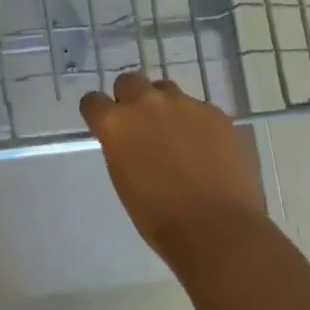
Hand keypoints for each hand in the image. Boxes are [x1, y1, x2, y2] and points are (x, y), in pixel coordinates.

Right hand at [80, 71, 267, 263]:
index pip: (92, 101)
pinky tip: (205, 149)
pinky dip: (196, 123)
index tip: (104, 124)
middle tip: (140, 124)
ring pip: (166, 90)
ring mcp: (184, 104)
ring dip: (164, 107)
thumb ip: (121, 147)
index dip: (98, 112)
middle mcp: (146, 104)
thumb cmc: (159, 217)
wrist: (217, 228)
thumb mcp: (123, 179)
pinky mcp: (215, 113)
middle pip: (129, 81)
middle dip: (130, 97)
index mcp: (116, 124)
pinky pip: (198, 108)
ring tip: (177, 136)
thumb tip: (129, 139)